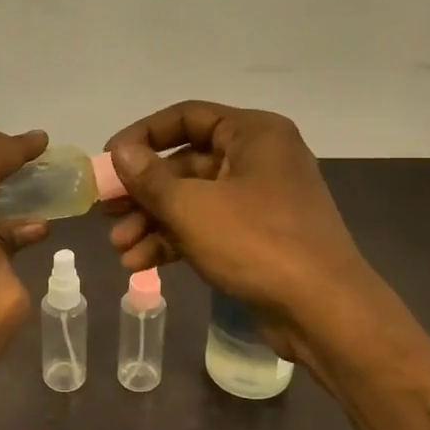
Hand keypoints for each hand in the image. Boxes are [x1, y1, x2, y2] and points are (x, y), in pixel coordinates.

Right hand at [102, 101, 376, 364]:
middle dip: (143, 192)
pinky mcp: (257, 237)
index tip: (109, 160)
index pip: (187, 117)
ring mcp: (259, 201)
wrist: (323, 311)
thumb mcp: (193, 207)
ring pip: (193, 201)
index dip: (143, 135)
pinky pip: (207, 228)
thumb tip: (120, 152)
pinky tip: (141, 264)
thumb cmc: (257, 242)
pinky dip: (175, 241)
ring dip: (153, 222)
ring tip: (119, 248)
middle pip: (186, 164)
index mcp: (253, 134)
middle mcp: (258, 159)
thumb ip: (150, 178)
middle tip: (106, 211)